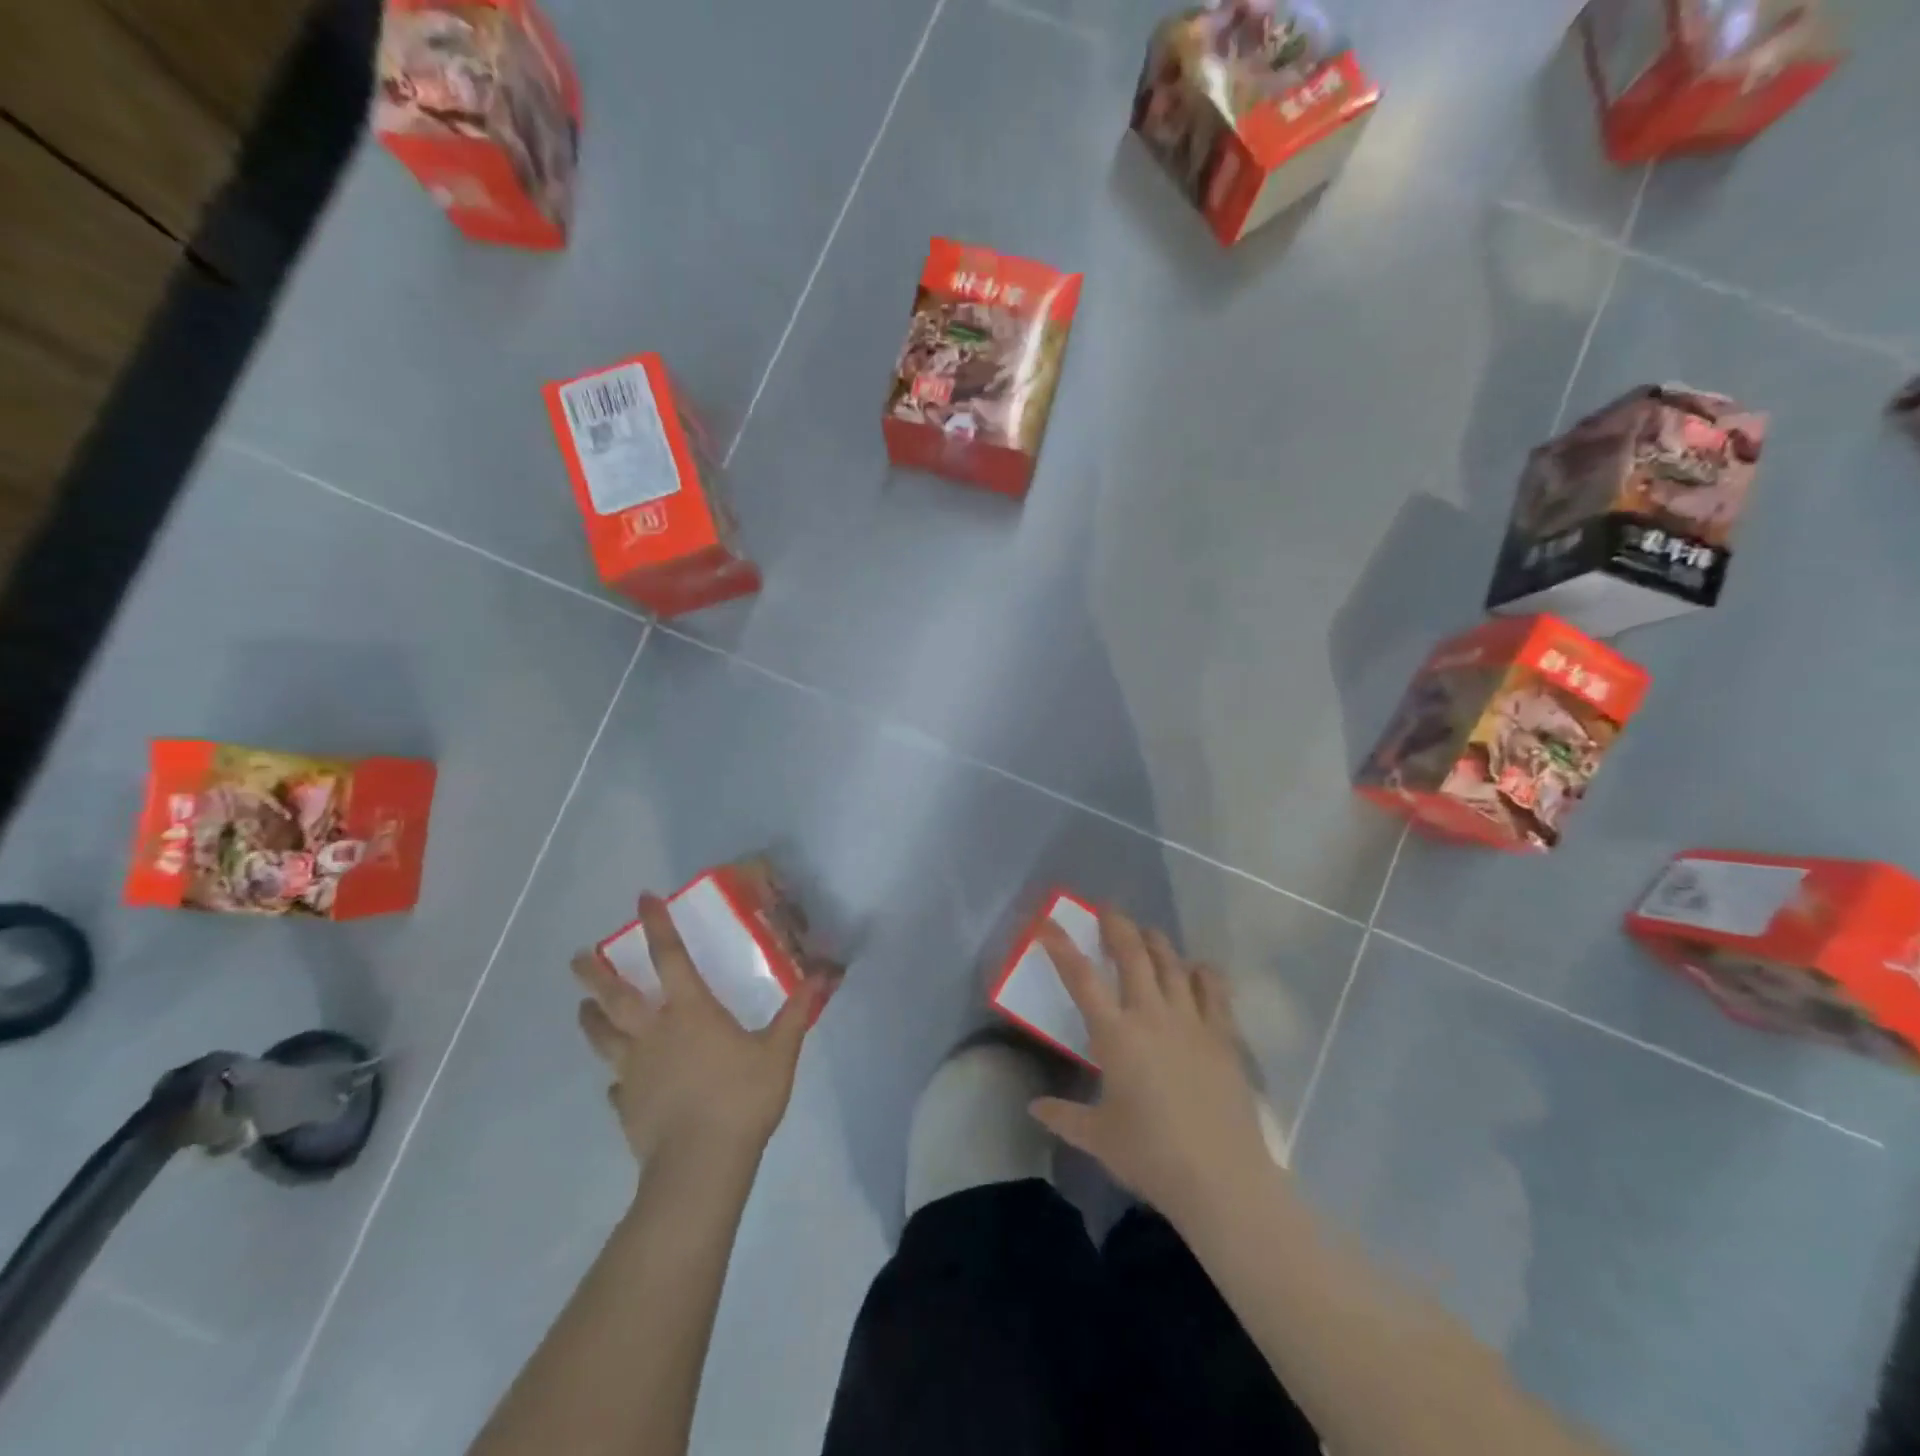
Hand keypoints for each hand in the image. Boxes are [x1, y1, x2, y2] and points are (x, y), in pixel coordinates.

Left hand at [572, 895, 826, 1168]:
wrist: (700, 1165)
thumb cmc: (741, 1098)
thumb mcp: (780, 1051)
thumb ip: (798, 1011)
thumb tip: (827, 973)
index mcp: (690, 1012)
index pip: (669, 957)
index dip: (656, 925)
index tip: (643, 899)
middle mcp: (654, 1033)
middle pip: (615, 997)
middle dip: (594, 974)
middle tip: (577, 957)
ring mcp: (634, 1071)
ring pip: (602, 1037)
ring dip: (591, 1019)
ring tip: (582, 1007)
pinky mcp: (627, 1106)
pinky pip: (616, 1085)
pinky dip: (615, 1078)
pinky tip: (617, 1083)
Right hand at [1028, 908, 1274, 1225]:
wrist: (1222, 1178)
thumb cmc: (1151, 1155)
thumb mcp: (1098, 1137)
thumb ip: (1063, 1116)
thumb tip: (1034, 1108)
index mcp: (1115, 1035)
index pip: (1081, 978)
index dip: (1061, 946)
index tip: (1048, 923)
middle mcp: (1151, 1015)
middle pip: (1132, 953)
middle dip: (1116, 925)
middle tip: (1107, 910)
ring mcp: (1191, 1021)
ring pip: (1172, 963)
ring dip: (1156, 941)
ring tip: (1146, 933)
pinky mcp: (1223, 1036)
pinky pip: (1213, 990)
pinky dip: (1202, 973)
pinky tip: (1197, 969)